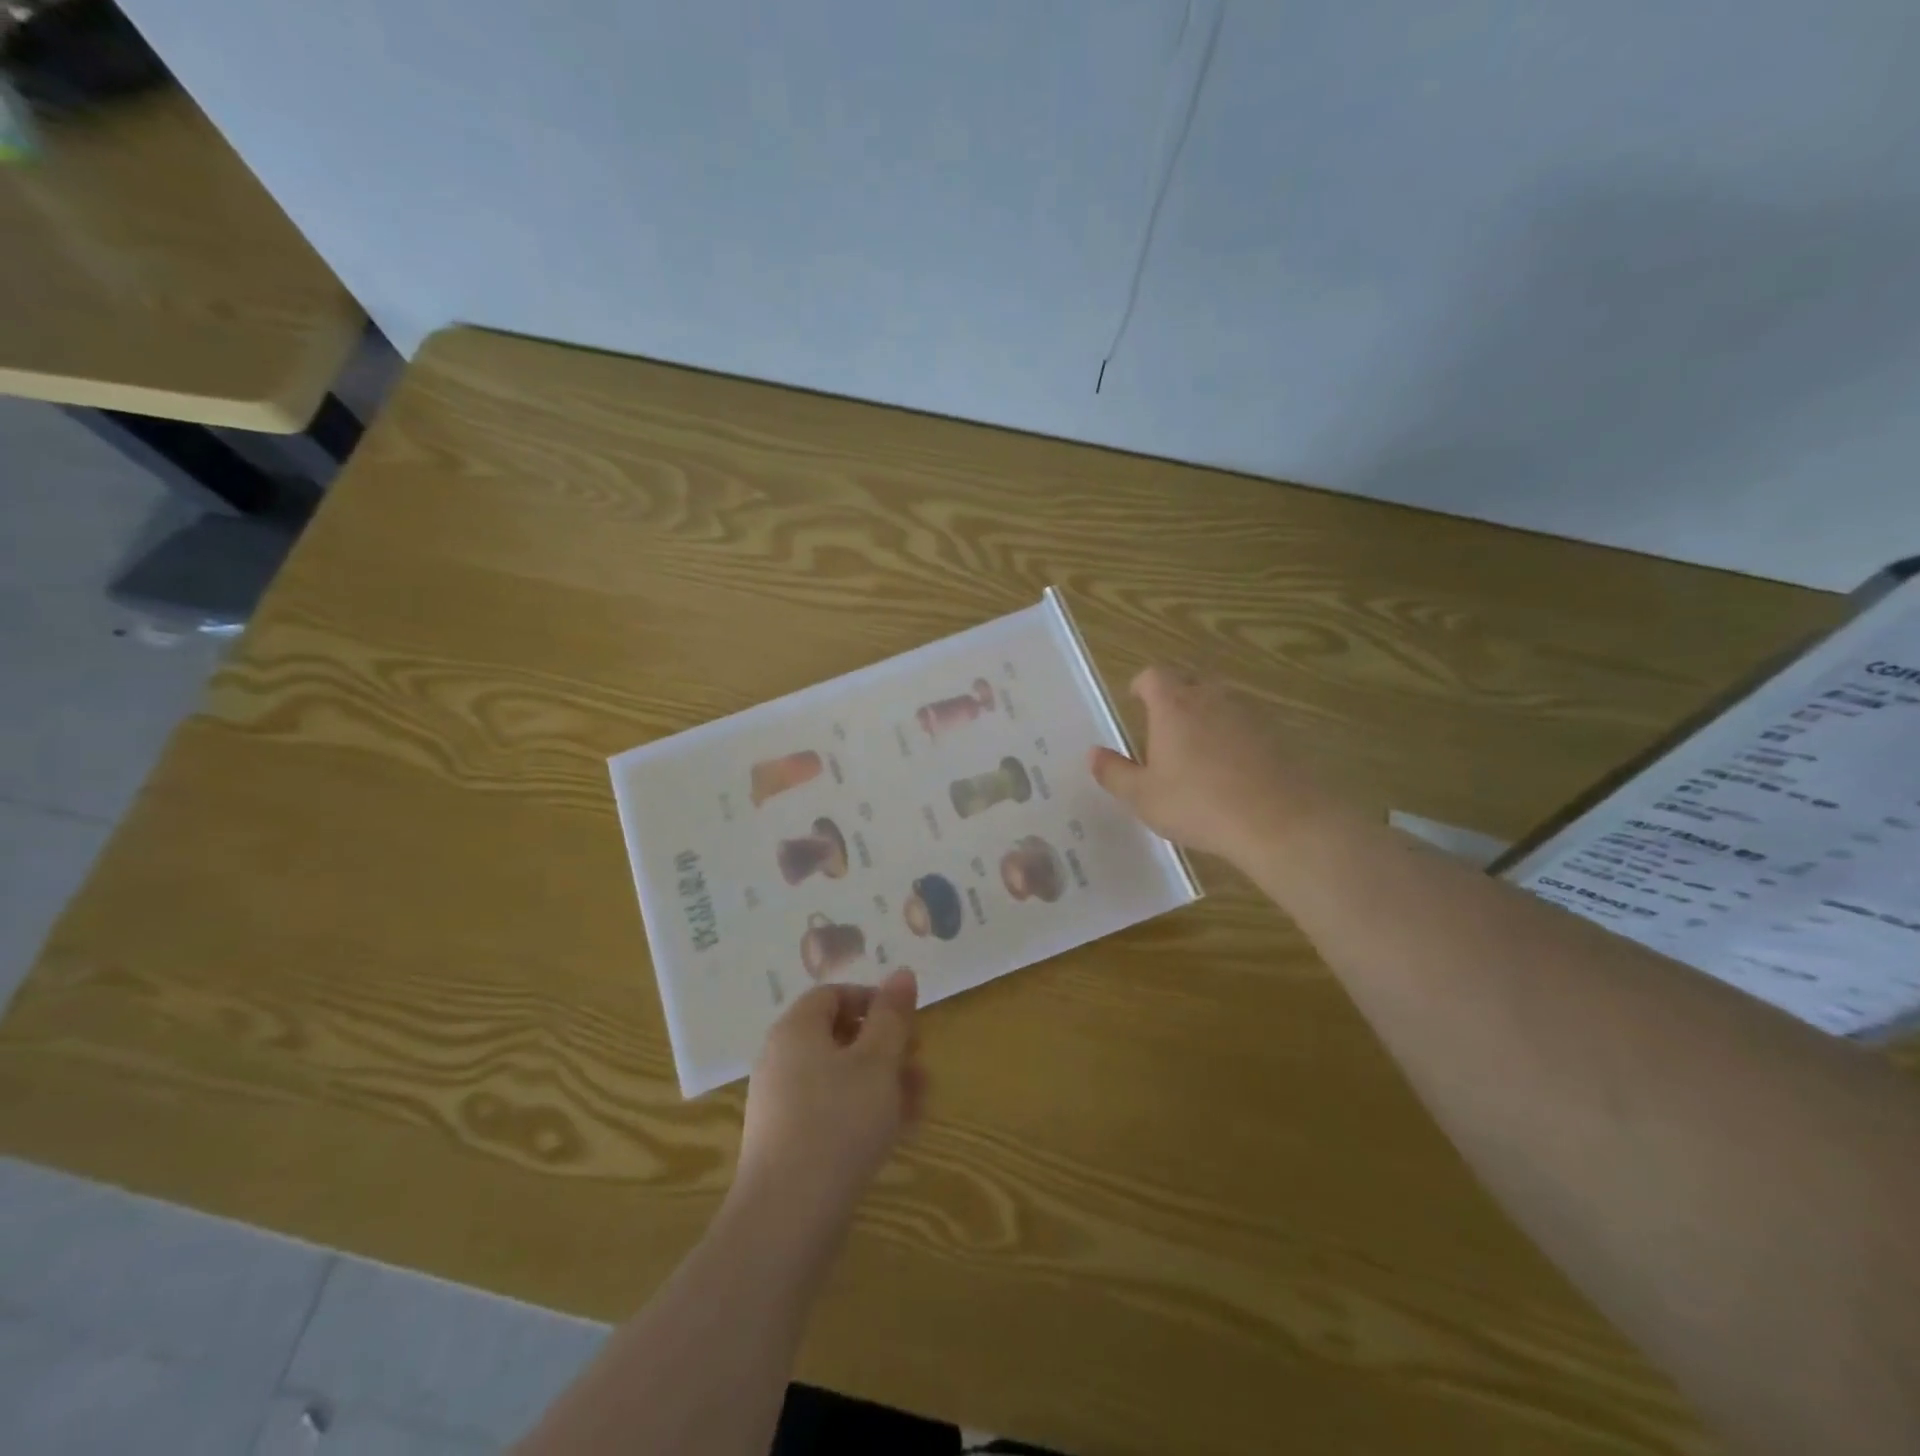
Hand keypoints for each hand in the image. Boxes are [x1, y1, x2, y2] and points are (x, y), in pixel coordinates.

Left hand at [737, 968, 924, 1231]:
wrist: (787, 1220)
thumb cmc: (838, 1123)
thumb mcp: (877, 1062)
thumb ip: (893, 1016)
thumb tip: (902, 973)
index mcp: (795, 1030)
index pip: (833, 995)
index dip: (873, 1001)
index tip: (906, 1022)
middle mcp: (782, 1060)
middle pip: (839, 1036)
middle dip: (886, 1046)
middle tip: (920, 1061)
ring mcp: (782, 1104)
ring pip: (841, 1077)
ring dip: (884, 1080)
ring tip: (922, 1100)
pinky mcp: (788, 1143)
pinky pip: (831, 1111)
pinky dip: (865, 1110)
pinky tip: (900, 1130)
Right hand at [1090, 666, 1339, 866]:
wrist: (1280, 819)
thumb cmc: (1199, 804)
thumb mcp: (1144, 797)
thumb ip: (1114, 773)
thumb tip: (1093, 754)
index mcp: (1174, 705)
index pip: (1153, 675)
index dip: (1142, 685)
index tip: (1136, 701)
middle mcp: (1212, 697)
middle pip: (1190, 681)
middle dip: (1175, 697)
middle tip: (1164, 726)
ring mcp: (1250, 712)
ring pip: (1222, 701)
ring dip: (1208, 715)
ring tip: (1198, 748)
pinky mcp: (1279, 732)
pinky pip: (1248, 723)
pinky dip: (1236, 735)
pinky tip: (1234, 767)